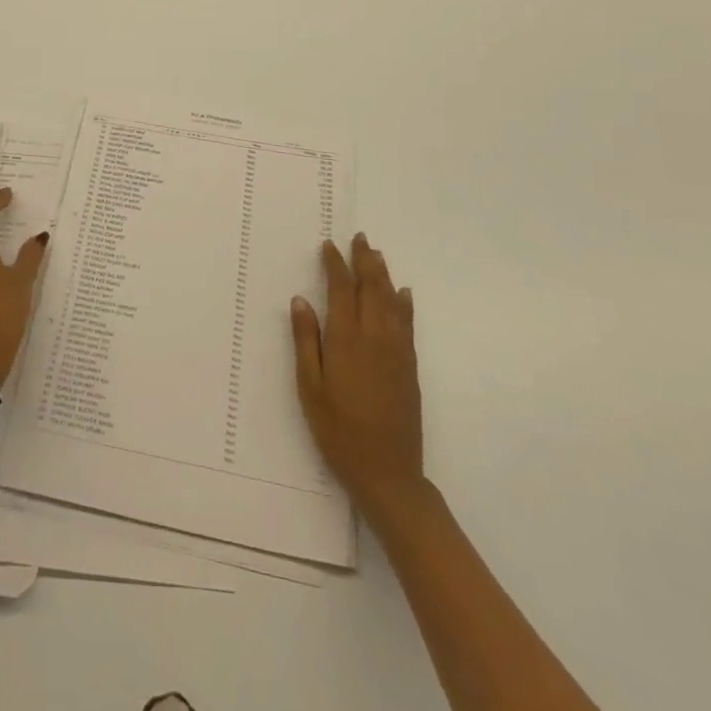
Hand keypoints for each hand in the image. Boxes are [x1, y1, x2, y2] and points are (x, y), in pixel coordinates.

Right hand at [291, 232, 425, 517]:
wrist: (388, 472)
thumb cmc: (338, 430)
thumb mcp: (310, 387)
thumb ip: (306, 341)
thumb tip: (301, 300)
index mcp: (346, 340)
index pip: (341, 290)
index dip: (335, 265)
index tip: (329, 245)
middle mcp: (374, 338)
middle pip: (371, 289)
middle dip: (364, 261)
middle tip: (359, 238)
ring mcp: (396, 351)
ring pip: (391, 301)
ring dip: (383, 275)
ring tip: (377, 254)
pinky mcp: (409, 367)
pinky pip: (407, 324)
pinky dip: (404, 303)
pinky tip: (403, 293)